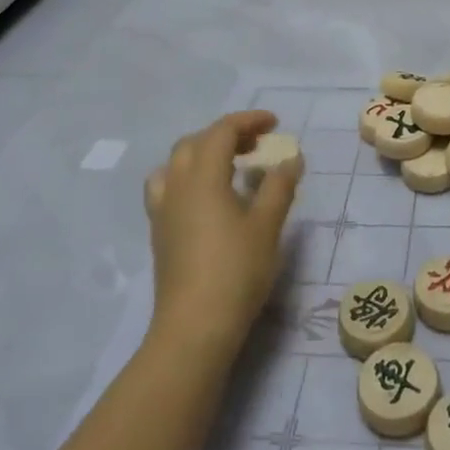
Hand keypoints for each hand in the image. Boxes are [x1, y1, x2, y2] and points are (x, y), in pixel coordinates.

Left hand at [144, 111, 297, 358]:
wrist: (194, 328)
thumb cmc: (236, 271)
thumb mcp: (267, 225)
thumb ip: (279, 186)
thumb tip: (290, 158)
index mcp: (203, 176)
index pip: (221, 131)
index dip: (248, 121)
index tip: (274, 124)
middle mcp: (177, 185)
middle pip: (195, 142)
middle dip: (226, 134)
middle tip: (256, 144)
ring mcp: (163, 210)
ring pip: (176, 163)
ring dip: (202, 154)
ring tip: (229, 166)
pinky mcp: (159, 233)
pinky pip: (168, 187)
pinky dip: (188, 177)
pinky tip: (207, 198)